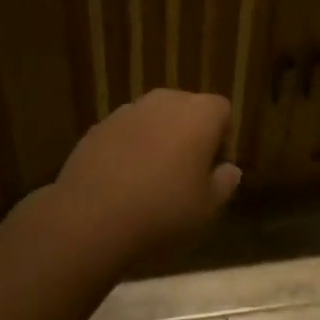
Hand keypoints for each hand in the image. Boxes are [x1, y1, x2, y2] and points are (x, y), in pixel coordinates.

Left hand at [51, 89, 241, 268]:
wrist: (90, 218)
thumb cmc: (162, 212)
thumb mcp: (206, 209)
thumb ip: (224, 184)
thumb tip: (229, 169)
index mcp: (199, 114)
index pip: (222, 110)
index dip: (221, 137)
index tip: (212, 169)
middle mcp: (165, 101)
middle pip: (187, 109)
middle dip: (189, 134)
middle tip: (184, 175)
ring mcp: (129, 110)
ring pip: (154, 119)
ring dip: (158, 139)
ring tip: (150, 180)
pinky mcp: (100, 125)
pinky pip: (126, 132)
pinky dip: (129, 148)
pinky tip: (121, 182)